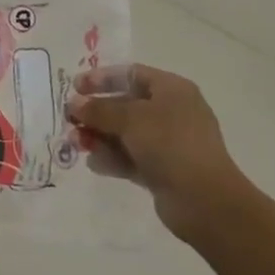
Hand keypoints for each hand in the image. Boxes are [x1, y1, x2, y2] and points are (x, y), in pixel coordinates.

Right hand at [67, 65, 250, 244]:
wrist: (204, 200)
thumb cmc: (169, 144)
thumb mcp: (131, 119)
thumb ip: (99, 109)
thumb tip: (74, 103)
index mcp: (172, 90)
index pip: (131, 74)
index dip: (102, 79)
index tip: (75, 87)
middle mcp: (171, 112)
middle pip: (125, 105)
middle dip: (96, 112)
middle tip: (70, 120)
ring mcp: (168, 143)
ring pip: (125, 134)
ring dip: (99, 136)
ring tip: (76, 143)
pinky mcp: (163, 170)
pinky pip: (131, 158)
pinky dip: (112, 158)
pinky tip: (94, 164)